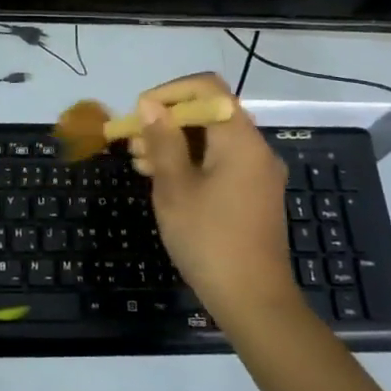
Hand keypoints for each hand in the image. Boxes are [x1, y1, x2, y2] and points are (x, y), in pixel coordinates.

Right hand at [130, 73, 292, 322]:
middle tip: (133, 141)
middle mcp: (255, 148)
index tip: (140, 112)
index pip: (207, 88)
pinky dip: (192, 162)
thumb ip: (162, 141)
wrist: (254, 302)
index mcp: (240, 140)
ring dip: (176, 143)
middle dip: (168, 120)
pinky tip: (163, 180)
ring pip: (213, 139)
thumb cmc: (209, 240)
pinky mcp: (254, 194)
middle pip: (209, 113)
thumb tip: (150, 105)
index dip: (170, 91)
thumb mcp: (175, 188)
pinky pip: (221, 162)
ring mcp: (257, 173)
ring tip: (139, 162)